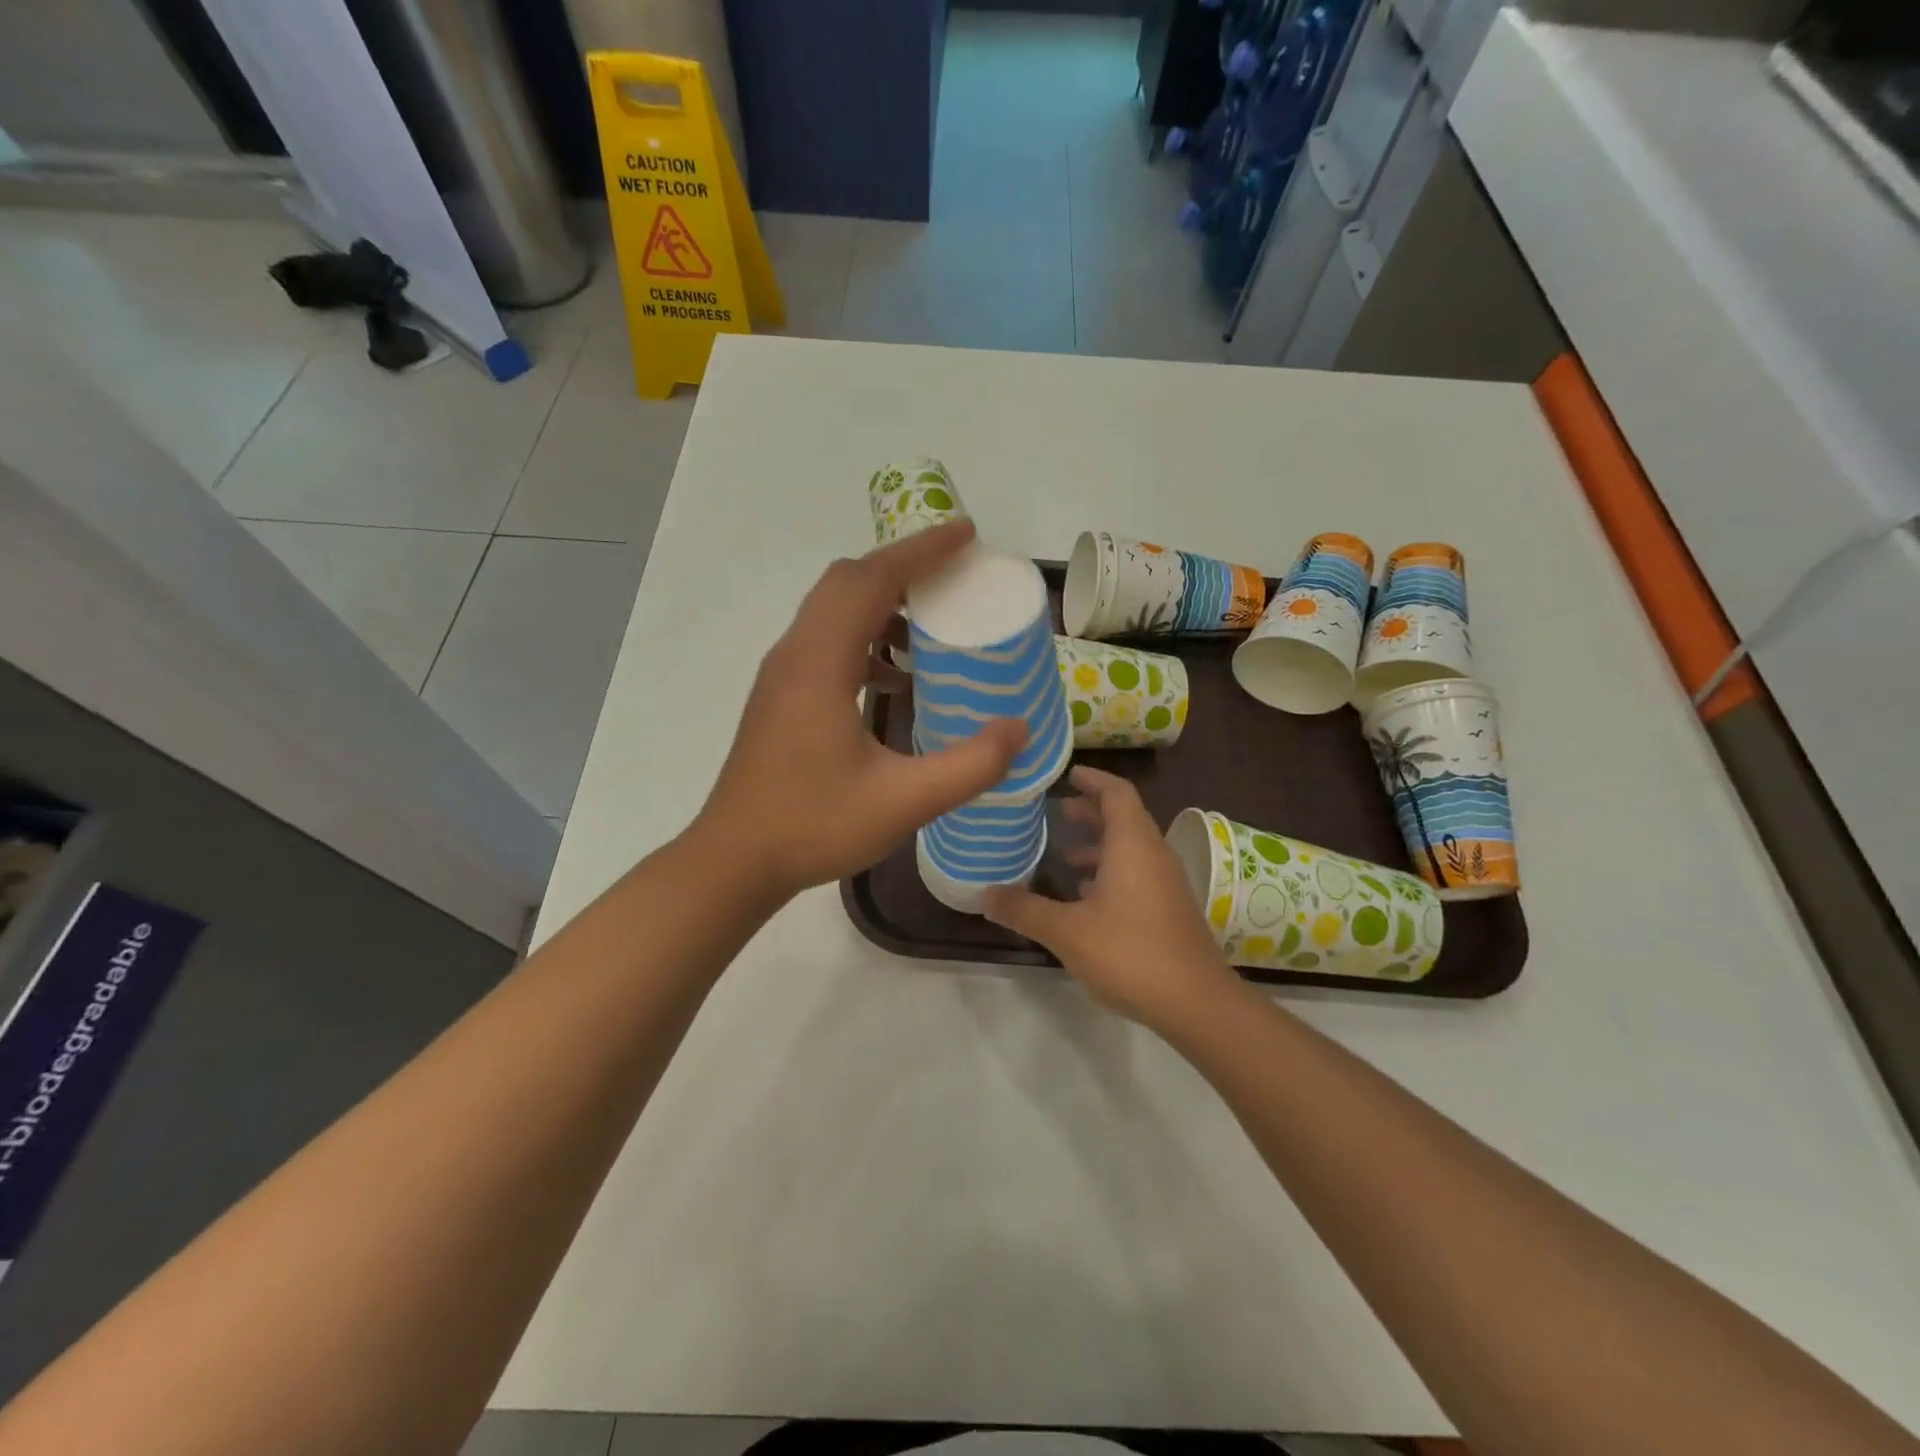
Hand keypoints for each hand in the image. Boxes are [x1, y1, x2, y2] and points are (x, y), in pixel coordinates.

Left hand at [696, 520, 1025, 900]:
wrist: (735, 859)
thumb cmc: (813, 826)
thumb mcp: (904, 802)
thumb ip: (970, 766)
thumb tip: (1020, 729)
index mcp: (820, 663)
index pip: (870, 580)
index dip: (920, 550)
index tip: (966, 533)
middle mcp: (795, 654)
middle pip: (847, 581)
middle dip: (903, 565)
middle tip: (955, 571)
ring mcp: (782, 674)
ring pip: (833, 609)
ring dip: (881, 600)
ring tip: (932, 620)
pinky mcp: (780, 696)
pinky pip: (826, 641)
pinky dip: (865, 637)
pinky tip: (895, 677)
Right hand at [982, 768, 1243, 1029]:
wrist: (1196, 1003)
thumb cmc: (1130, 953)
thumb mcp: (1067, 931)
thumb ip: (1025, 910)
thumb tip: (984, 895)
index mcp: (1133, 845)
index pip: (1117, 793)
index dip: (1094, 779)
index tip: (1067, 774)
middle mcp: (1153, 855)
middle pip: (1124, 818)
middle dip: (1091, 811)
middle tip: (1057, 811)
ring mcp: (1166, 883)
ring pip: (1131, 849)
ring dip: (1100, 845)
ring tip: (1064, 855)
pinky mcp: (1169, 909)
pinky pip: (1137, 874)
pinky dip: (1111, 872)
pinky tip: (1086, 896)